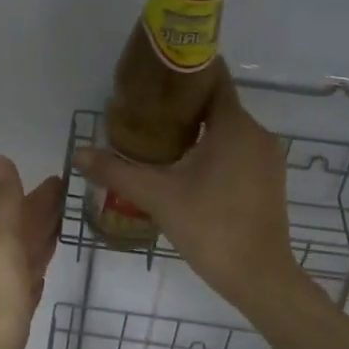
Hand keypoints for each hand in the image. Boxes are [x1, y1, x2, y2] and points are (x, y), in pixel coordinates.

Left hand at [0, 155, 63, 348]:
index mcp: (0, 241)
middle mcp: (4, 259)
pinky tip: (47, 267)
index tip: (67, 175)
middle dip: (48, 210)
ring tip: (70, 222)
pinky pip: (33, 278)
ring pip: (32, 251)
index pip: (25, 208)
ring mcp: (10, 286)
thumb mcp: (1, 245)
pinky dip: (42, 266)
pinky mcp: (18, 311)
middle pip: (29, 227)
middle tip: (78, 194)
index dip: (43, 192)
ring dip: (47, 235)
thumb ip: (3, 204)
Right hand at [73, 62, 302, 314]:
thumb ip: (116, 171)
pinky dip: (214, 149)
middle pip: (218, 104)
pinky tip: (186, 166)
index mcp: (234, 126)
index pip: (213, 78)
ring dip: (198, 129)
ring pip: (228, 129)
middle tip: (145, 109)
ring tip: (158, 136)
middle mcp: (257, 134)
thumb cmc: (210, 227)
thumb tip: (78, 153)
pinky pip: (238, 150)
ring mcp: (267, 158)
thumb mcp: (157, 196)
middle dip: (183, 103)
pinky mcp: (269, 180)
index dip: (184, 71)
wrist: (259, 278)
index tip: (154, 72)